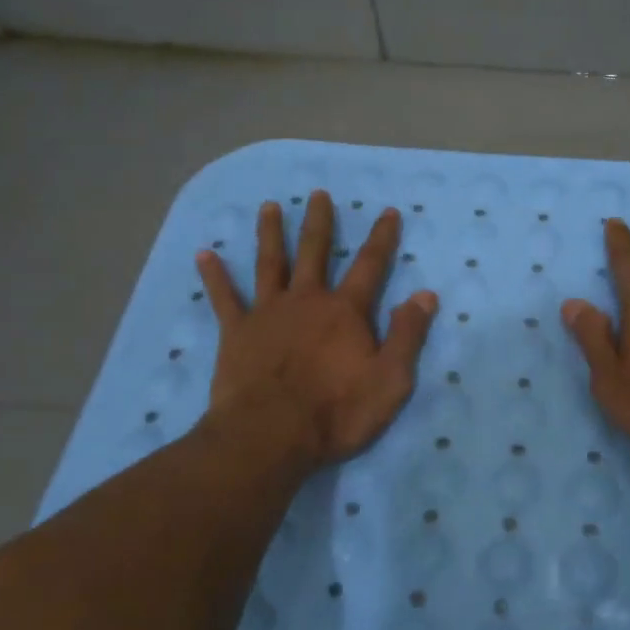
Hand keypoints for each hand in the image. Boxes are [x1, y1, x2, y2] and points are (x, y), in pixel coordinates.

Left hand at [197, 190, 436, 464]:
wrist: (269, 436)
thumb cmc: (336, 411)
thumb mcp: (390, 380)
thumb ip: (408, 334)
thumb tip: (425, 294)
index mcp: (345, 311)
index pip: (370, 265)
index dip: (382, 238)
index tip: (388, 211)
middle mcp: (306, 300)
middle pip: (314, 252)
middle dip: (319, 222)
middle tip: (318, 194)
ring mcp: (267, 313)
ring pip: (269, 263)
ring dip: (270, 233)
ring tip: (269, 207)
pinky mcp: (236, 333)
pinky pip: (223, 298)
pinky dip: (214, 276)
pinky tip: (204, 254)